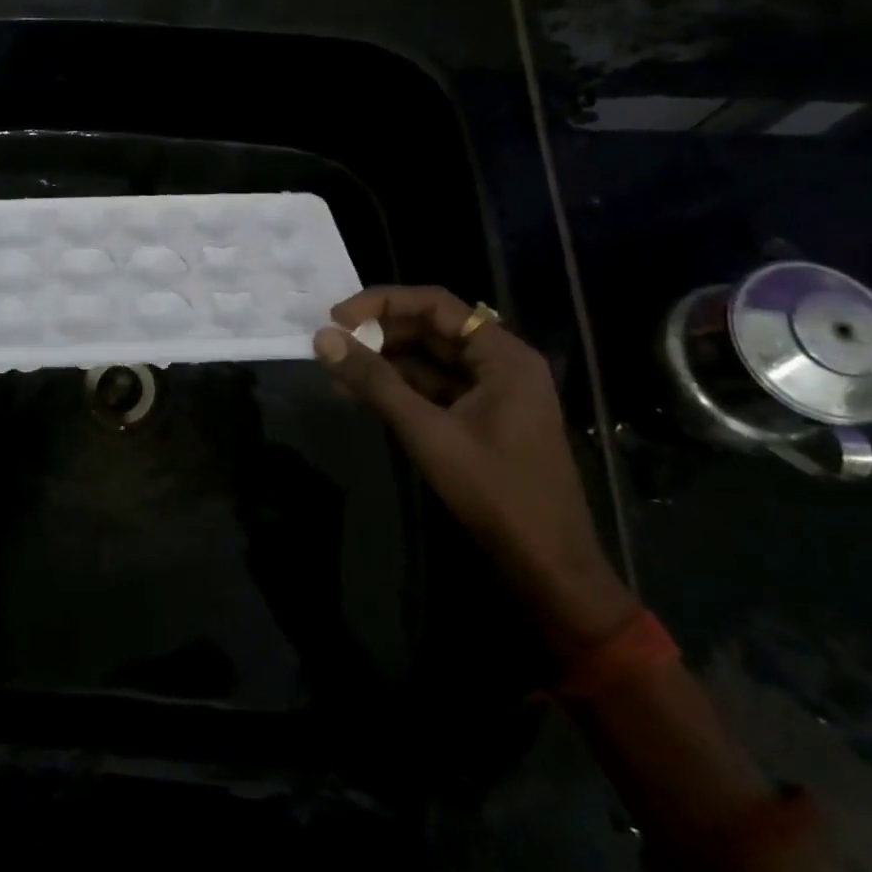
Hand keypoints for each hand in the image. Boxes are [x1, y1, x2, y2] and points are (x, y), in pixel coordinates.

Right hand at [314, 286, 635, 655]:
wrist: (548, 568)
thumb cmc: (496, 492)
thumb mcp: (428, 432)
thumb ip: (374, 382)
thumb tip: (323, 339)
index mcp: (503, 355)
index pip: (435, 304)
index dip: (382, 303)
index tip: (338, 318)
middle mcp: (501, 363)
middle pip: (432, 328)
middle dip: (380, 333)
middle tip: (333, 344)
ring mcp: (493, 392)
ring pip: (430, 359)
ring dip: (385, 362)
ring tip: (337, 371)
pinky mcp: (482, 419)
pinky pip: (435, 388)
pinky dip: (399, 388)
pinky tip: (361, 396)